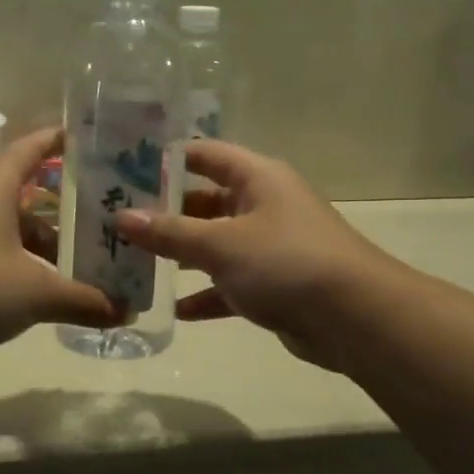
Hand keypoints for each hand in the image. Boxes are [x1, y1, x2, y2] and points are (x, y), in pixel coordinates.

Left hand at [0, 126, 123, 358]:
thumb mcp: (36, 292)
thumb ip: (83, 300)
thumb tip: (126, 312)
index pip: (34, 146)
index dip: (63, 140)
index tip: (95, 142)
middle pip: (28, 191)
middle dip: (65, 205)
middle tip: (105, 215)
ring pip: (11, 225)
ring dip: (43, 241)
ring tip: (81, 261)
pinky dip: (20, 263)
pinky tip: (42, 289)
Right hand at [115, 141, 393, 369]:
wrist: (356, 318)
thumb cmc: (285, 262)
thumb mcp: (220, 244)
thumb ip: (169, 232)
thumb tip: (120, 217)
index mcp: (256, 178)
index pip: (204, 154)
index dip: (166, 159)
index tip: (123, 169)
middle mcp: (263, 205)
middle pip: (204, 201)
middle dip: (164, 214)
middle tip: (117, 224)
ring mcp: (269, 246)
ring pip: (214, 245)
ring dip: (180, 256)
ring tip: (134, 265)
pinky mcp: (273, 285)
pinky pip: (229, 284)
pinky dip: (205, 295)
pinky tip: (174, 310)